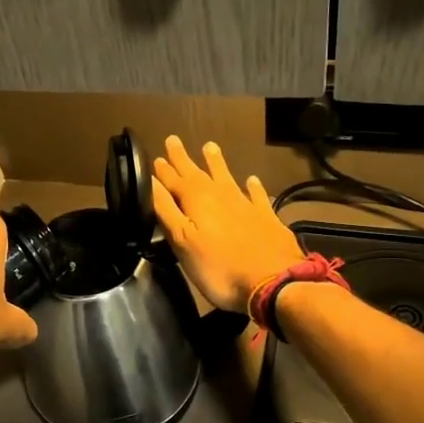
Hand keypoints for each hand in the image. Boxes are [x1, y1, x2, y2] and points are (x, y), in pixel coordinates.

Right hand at [152, 136, 302, 313]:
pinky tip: (252, 180)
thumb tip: (151, 183)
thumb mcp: (183, 241)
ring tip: (210, 146)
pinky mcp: (266, 218)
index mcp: (196, 200)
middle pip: (198, 173)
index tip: (155, 157)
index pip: (174, 180)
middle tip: (173, 140)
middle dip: (183, 159)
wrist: (273, 281)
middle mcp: (220, 195)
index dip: (163, 170)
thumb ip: (166, 211)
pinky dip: (253, 186)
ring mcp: (246, 204)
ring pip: (227, 177)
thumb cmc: (219, 267)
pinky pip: (257, 195)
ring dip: (216, 163)